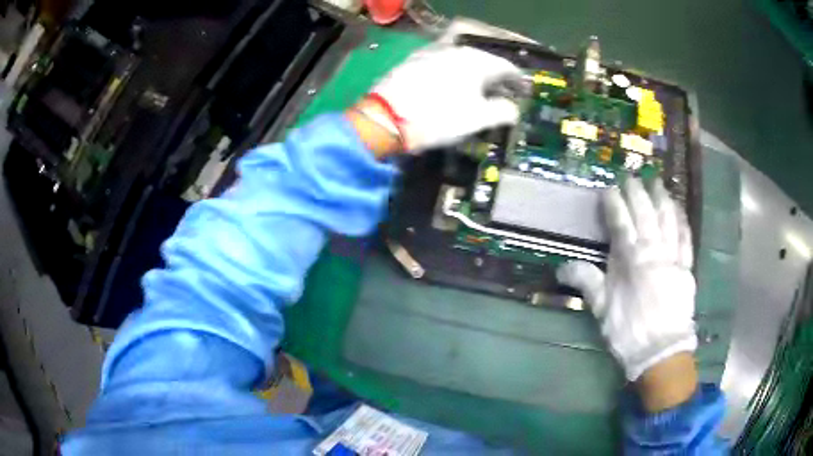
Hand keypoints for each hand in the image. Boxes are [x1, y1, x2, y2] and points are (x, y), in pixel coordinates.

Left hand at [365, 44, 523, 151]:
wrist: (386, 118)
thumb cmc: (439, 117)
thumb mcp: (478, 119)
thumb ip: (503, 111)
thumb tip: (514, 109)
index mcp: (476, 60)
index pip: (506, 66)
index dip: (518, 80)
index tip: (523, 92)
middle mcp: (455, 50)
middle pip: (484, 60)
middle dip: (495, 76)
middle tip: (501, 93)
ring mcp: (432, 53)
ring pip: (462, 60)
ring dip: (473, 73)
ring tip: (476, 91)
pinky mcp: (413, 61)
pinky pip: (442, 63)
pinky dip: (452, 73)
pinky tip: (449, 86)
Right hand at [557, 179, 697, 386]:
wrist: (661, 351)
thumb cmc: (629, 331)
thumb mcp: (603, 309)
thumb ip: (587, 282)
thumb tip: (561, 267)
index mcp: (630, 260)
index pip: (621, 222)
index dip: (614, 203)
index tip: (608, 189)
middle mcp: (653, 251)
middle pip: (645, 213)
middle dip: (637, 192)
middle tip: (631, 177)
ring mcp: (672, 256)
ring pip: (667, 219)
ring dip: (661, 198)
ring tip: (656, 182)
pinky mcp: (687, 266)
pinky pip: (686, 237)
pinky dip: (682, 220)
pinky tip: (678, 208)